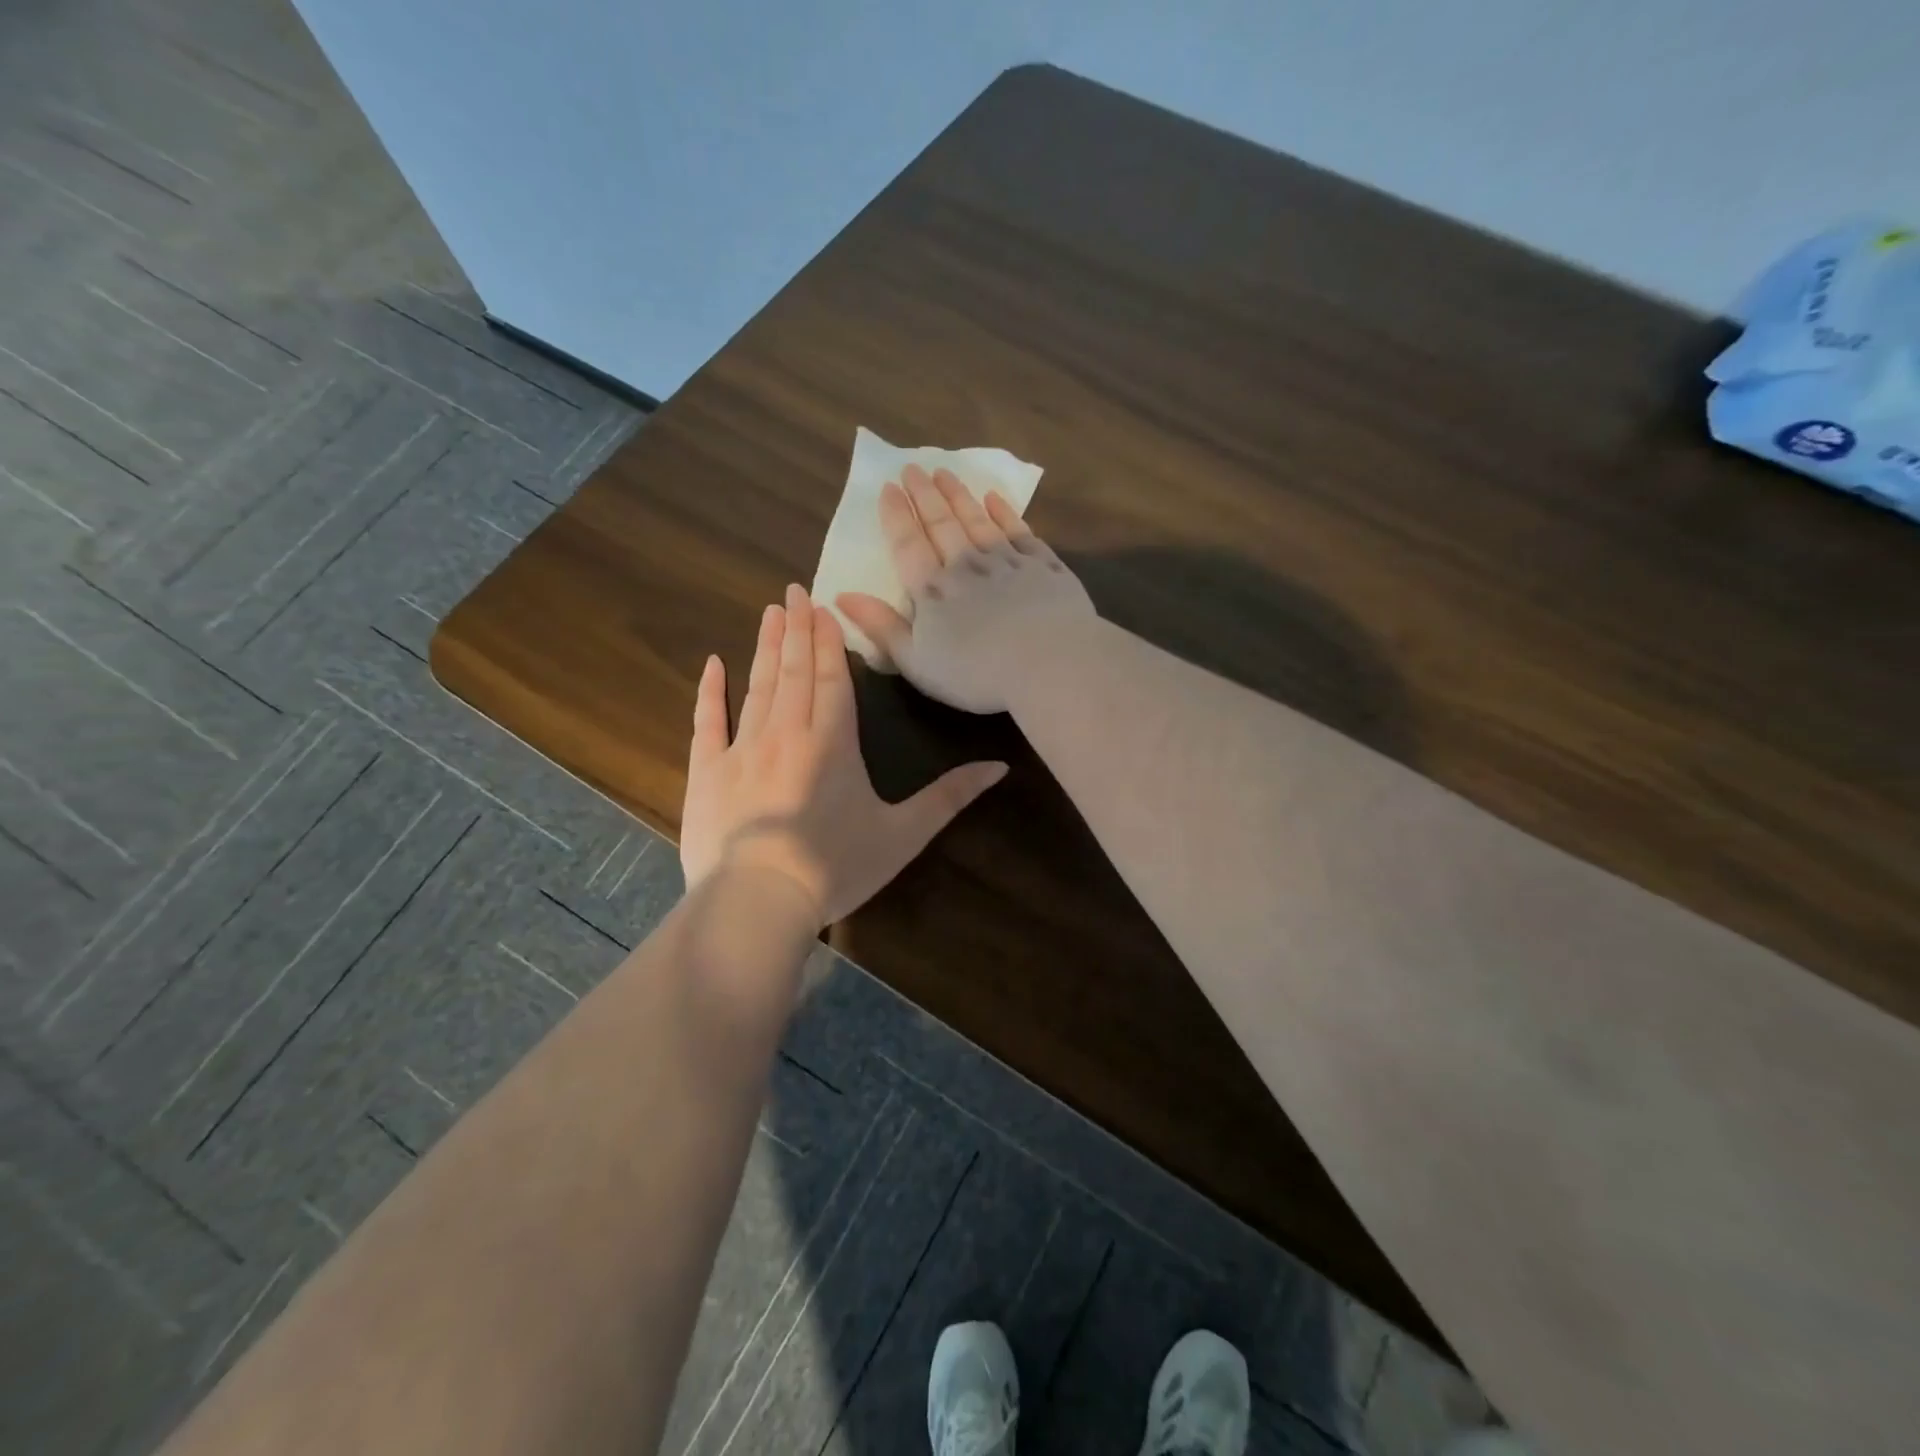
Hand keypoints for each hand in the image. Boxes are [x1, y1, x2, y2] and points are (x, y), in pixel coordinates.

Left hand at [680, 584, 1007, 927]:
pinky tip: (712, 663)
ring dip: (766, 647)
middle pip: (795, 670)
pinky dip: (710, 691)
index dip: (829, 638)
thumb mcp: (903, 834)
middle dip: (798, 629)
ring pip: (758, 685)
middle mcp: (787, 731)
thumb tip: (1001, 767)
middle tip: (793, 590)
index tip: (821, 603)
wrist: (757, 902)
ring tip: (770, 613)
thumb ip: (950, 797)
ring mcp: (742, 748)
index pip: (832, 676)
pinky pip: (707, 721)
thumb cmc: (836, 867)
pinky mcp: (707, 771)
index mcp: (833, 740)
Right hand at [836, 465, 1095, 713]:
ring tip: (946, 473)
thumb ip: (881, 627)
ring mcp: (1008, 561)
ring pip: (978, 520)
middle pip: (941, 523)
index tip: (888, 488)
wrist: (1049, 664)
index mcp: (933, 590)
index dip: (896, 516)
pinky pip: (1019, 531)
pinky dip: (1005, 513)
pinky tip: (996, 499)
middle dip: (925, 495)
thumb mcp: (917, 662)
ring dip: (960, 496)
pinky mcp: (1043, 566)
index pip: (908, 544)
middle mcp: (967, 565)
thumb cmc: (977, 674)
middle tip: (913, 468)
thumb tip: (841, 596)